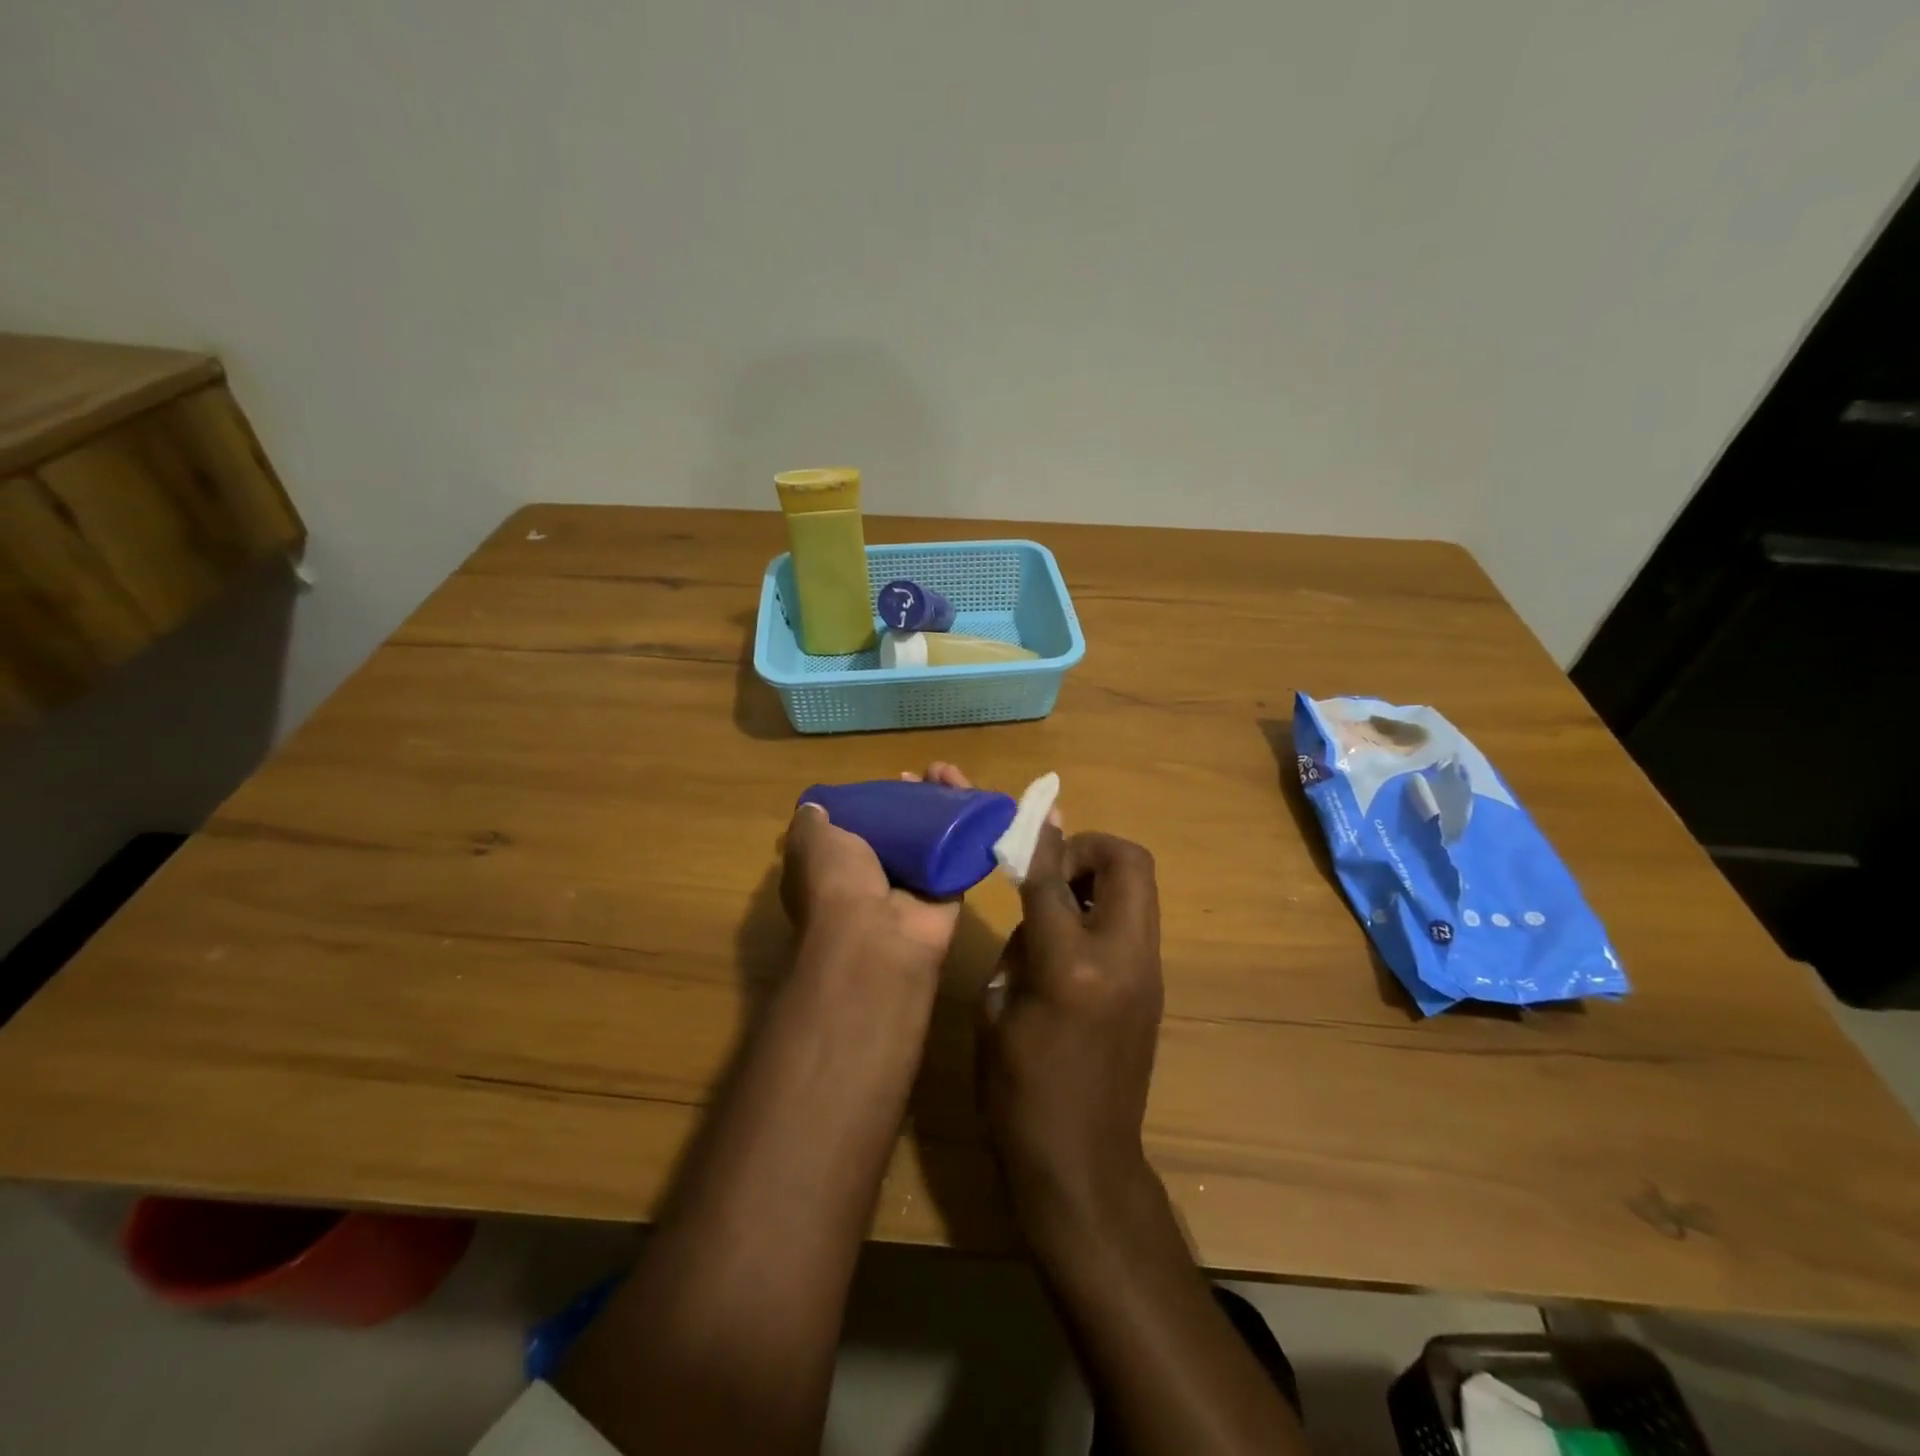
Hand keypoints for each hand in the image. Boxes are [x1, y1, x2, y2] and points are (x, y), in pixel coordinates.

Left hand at [780, 762, 972, 968]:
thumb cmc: (836, 882)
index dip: (873, 802)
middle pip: (899, 829)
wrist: (879, 935)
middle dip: (913, 799)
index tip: (885, 781)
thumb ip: (812, 821)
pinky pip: (962, 852)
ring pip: (932, 837)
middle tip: (925, 776)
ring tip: (949, 775)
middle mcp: (874, 879)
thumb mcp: (809, 841)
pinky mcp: (948, 892)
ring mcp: (913, 888)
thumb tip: (817, 805)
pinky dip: (970, 825)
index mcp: (836, 869)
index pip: (857, 829)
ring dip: (942, 804)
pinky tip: (974, 798)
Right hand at [980, 826, 1163, 1244]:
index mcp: (1069, 966)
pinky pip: (1137, 918)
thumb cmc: (1017, 1092)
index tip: (1027, 819)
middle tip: (1053, 869)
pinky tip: (1073, 938)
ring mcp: (1147, 970)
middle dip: (1089, 847)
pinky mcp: (1154, 985)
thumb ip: (1019, 940)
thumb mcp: (995, 1010)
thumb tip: (1036, 894)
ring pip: (1141, 886)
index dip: (1037, 842)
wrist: (1082, 1163)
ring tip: (1060, 902)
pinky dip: (1108, 906)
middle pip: (1128, 862)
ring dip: (1101, 875)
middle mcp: (1120, 956)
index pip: (1054, 878)